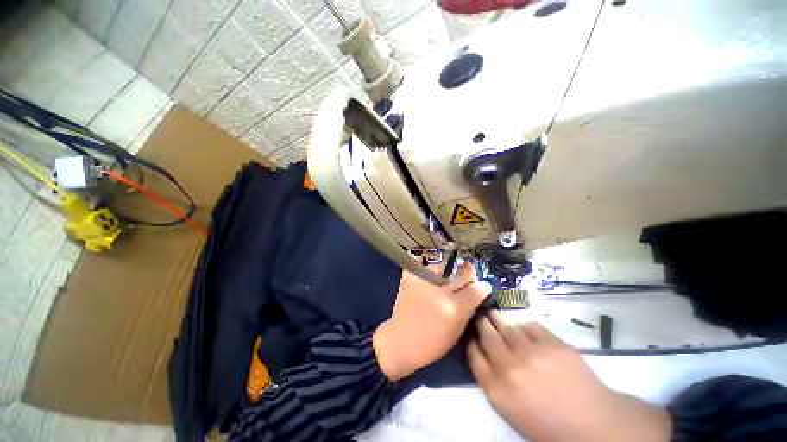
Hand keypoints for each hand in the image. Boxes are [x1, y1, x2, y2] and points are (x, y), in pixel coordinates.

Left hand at [373, 263, 490, 380]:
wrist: (400, 340)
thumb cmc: (432, 342)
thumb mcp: (457, 330)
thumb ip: (469, 309)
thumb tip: (479, 292)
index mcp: (454, 308)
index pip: (477, 288)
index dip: (482, 287)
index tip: (482, 287)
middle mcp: (440, 291)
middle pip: (464, 272)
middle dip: (468, 274)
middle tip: (465, 278)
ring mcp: (424, 281)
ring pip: (443, 267)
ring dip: (444, 274)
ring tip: (437, 284)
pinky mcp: (411, 277)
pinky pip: (423, 267)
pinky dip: (426, 271)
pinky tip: (425, 279)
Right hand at [468, 311, 670, 441]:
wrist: (593, 425)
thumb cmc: (548, 424)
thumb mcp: (511, 411)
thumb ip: (493, 382)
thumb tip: (485, 356)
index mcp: (497, 390)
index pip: (474, 356)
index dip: (472, 343)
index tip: (473, 337)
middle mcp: (509, 367)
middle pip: (486, 336)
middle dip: (482, 325)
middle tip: (482, 318)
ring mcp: (531, 352)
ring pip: (505, 325)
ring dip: (497, 318)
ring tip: (495, 314)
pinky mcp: (552, 343)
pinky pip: (529, 325)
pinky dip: (523, 324)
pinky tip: (522, 327)